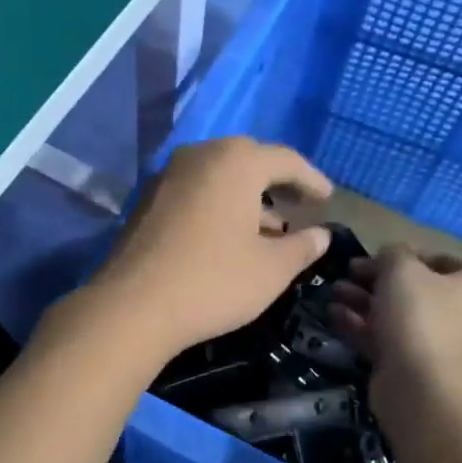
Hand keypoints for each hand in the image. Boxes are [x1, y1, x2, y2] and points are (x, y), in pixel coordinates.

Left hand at [89, 137, 333, 360]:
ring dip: (249, 195)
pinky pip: (197, 189)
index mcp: (236, 162)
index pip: (286, 160)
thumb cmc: (213, 282)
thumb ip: (303, 247)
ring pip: (220, 175)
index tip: (328, 199)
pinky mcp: (149, 198)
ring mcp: (169, 175)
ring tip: (272, 227)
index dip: (312, 179)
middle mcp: (201, 155)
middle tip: (300, 205)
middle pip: (249, 159)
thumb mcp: (271, 269)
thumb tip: (321, 235)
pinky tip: (231, 235)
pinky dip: (220, 203)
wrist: (132, 307)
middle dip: (278, 182)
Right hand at [328, 245, 461, 396]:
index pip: (441, 259)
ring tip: (334, 291)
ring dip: (366, 300)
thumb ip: (393, 253)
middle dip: (378, 279)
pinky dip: (364, 326)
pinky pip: (390, 339)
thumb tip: (390, 256)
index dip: (405, 254)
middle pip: (417, 288)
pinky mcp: (420, 368)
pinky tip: (334, 315)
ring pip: (400, 314)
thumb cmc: (420, 315)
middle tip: (348, 272)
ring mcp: (445, 344)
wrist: (421, 388)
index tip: (374, 256)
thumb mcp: (402, 268)